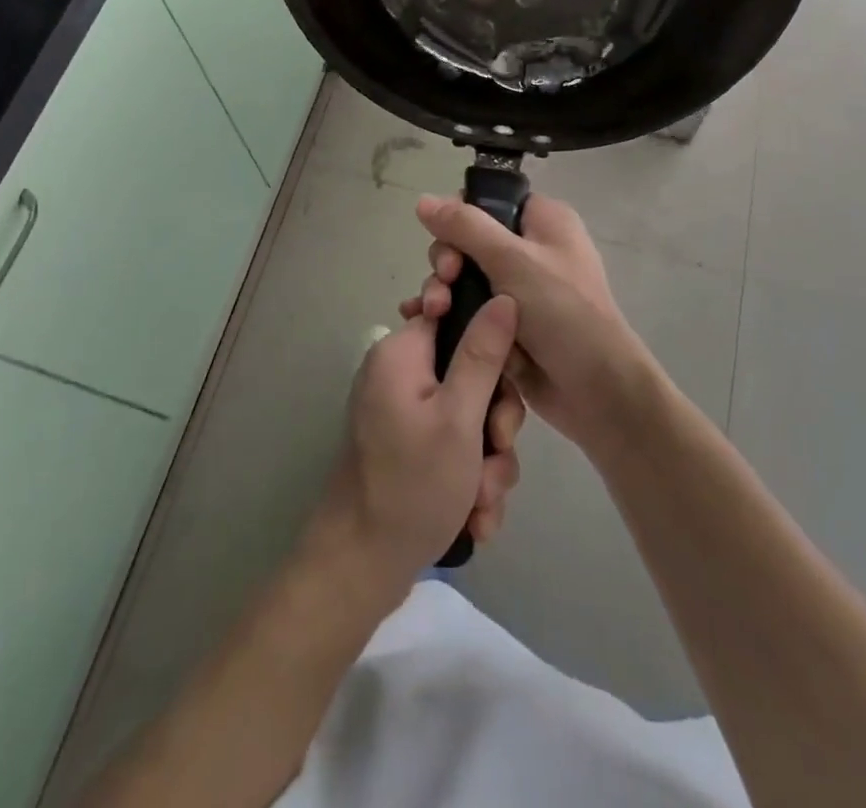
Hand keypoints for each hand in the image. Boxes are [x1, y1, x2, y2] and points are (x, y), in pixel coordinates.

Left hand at [309, 298, 527, 591]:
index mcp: (402, 353)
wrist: (361, 568)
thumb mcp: (459, 417)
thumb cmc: (412, 485)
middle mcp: (400, 375)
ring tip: (482, 502)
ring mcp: (404, 413)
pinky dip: (469, 478)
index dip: (490, 344)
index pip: (456, 315)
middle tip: (496, 453)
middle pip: (471, 373)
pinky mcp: (409, 447)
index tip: (503, 383)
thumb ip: (483, 354)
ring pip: (470, 417)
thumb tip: (504, 296)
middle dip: (494, 423)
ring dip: (487, 461)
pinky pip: (455, 446)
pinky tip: (474, 517)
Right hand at [402, 193, 650, 452]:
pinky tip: (421, 322)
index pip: (489, 201)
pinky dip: (447, 314)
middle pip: (468, 240)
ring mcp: (518, 289)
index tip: (447, 239)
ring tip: (434, 313)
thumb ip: (465, 227)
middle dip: (447, 260)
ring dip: (442, 291)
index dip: (460, 216)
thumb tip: (423, 199)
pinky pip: (467, 309)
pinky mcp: (506, 324)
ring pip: (463, 277)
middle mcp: (530, 249)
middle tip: (445, 279)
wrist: (595, 389)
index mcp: (543, 222)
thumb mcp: (511, 259)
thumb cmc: (561, 311)